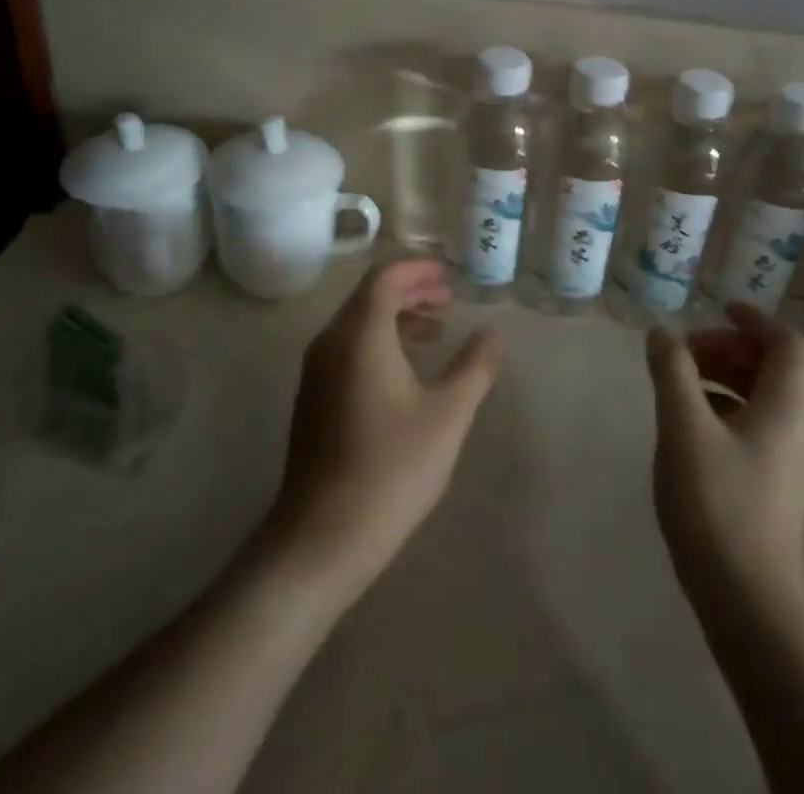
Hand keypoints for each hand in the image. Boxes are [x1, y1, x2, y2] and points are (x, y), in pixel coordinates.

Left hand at [267, 258, 501, 593]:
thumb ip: (473, 367)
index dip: (417, 269)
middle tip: (448, 301)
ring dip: (396, 317)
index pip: (385, 277)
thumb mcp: (447, 415)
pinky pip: (347, 347)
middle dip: (410, 290)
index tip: (447, 276)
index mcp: (360, 333)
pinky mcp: (313, 396)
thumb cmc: (391, 467)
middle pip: (369, 295)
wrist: (322, 535)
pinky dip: (378, 341)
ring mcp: (316, 370)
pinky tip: (404, 371)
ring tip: (434, 332)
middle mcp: (331, 340)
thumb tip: (491, 334)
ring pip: (357, 322)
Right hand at [647, 305, 803, 616]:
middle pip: (774, 368)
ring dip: (724, 377)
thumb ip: (672, 371)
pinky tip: (690, 426)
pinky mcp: (775, 486)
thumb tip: (663, 333)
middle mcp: (798, 430)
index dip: (756, 318)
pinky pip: (755, 425)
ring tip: (679, 385)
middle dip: (728, 348)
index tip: (717, 308)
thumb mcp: (683, 427)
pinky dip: (725, 407)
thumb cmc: (716, 503)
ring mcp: (790, 462)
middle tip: (683, 353)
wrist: (746, 601)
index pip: (788, 344)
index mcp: (786, 409)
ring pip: (763, 397)